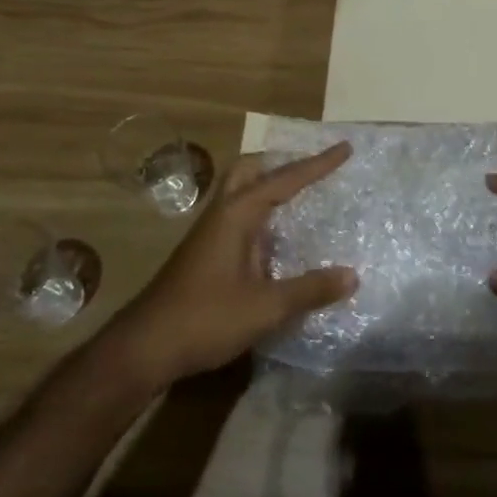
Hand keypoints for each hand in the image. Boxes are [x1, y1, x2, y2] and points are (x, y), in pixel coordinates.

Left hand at [111, 143, 357, 383]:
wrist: (144, 348)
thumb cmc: (205, 319)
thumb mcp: (266, 308)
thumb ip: (310, 290)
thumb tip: (352, 276)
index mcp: (237, 215)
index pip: (284, 179)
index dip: (317, 164)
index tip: (345, 148)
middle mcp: (222, 215)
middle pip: (249, 171)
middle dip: (280, 163)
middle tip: (312, 168)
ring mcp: (210, 235)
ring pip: (241, 194)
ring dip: (269, 187)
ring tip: (303, 196)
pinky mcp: (205, 255)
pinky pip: (239, 218)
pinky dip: (263, 214)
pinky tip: (279, 239)